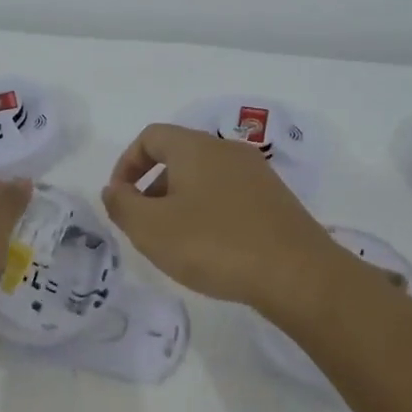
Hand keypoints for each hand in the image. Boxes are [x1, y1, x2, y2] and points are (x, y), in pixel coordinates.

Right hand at [102, 124, 352, 315]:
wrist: (297, 274)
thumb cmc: (214, 245)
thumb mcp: (152, 229)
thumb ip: (122, 205)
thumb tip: (114, 190)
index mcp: (195, 147)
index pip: (151, 137)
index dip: (127, 164)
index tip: (120, 198)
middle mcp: (227, 150)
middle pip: (178, 156)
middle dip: (152, 187)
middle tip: (145, 225)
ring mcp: (256, 174)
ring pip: (204, 177)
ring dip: (180, 202)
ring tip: (176, 242)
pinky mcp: (275, 199)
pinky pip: (229, 195)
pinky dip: (209, 212)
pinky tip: (211, 249)